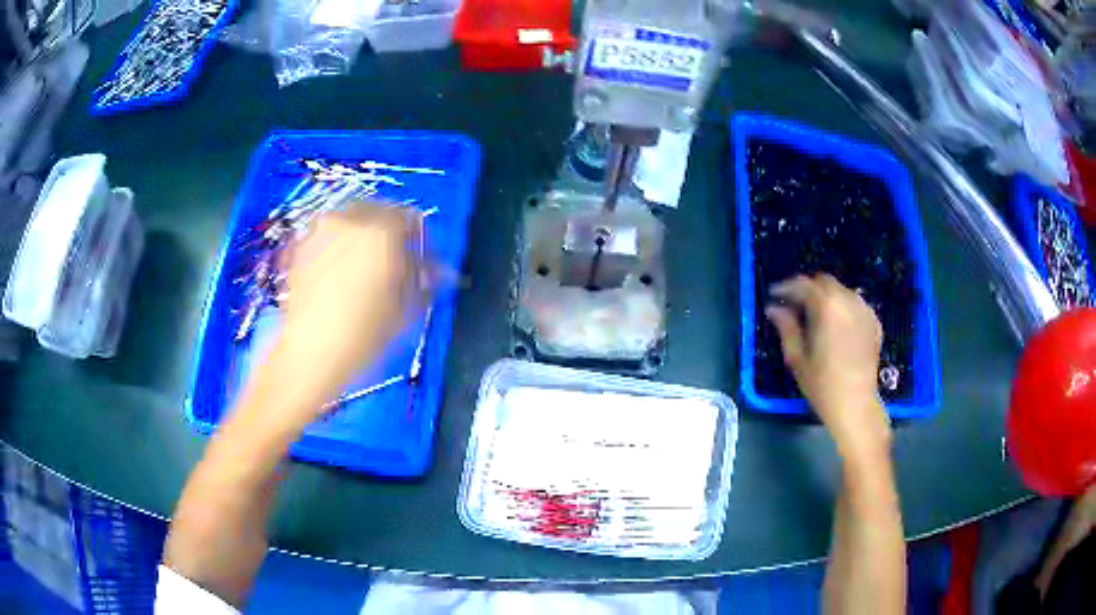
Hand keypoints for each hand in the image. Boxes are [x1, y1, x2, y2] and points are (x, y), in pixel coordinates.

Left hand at [242, 205, 424, 431]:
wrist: (309, 353)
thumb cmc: (363, 335)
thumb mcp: (405, 310)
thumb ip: (422, 280)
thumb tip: (433, 270)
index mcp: (382, 231)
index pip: (411, 218)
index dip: (420, 240)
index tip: (421, 260)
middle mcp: (350, 220)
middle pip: (378, 211)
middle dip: (389, 232)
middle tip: (393, 260)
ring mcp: (320, 230)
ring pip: (349, 221)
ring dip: (361, 236)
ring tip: (363, 267)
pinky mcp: (299, 246)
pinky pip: (327, 236)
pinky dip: (337, 246)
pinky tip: (338, 273)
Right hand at [766, 274, 889, 460]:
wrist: (855, 404)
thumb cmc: (822, 384)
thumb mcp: (797, 358)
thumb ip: (786, 328)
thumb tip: (774, 309)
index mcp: (826, 307)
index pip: (803, 284)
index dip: (786, 287)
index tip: (774, 296)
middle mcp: (847, 301)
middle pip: (824, 281)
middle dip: (808, 289)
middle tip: (795, 305)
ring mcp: (864, 310)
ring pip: (841, 291)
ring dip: (827, 297)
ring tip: (816, 316)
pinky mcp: (874, 323)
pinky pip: (855, 304)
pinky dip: (843, 308)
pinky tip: (837, 326)